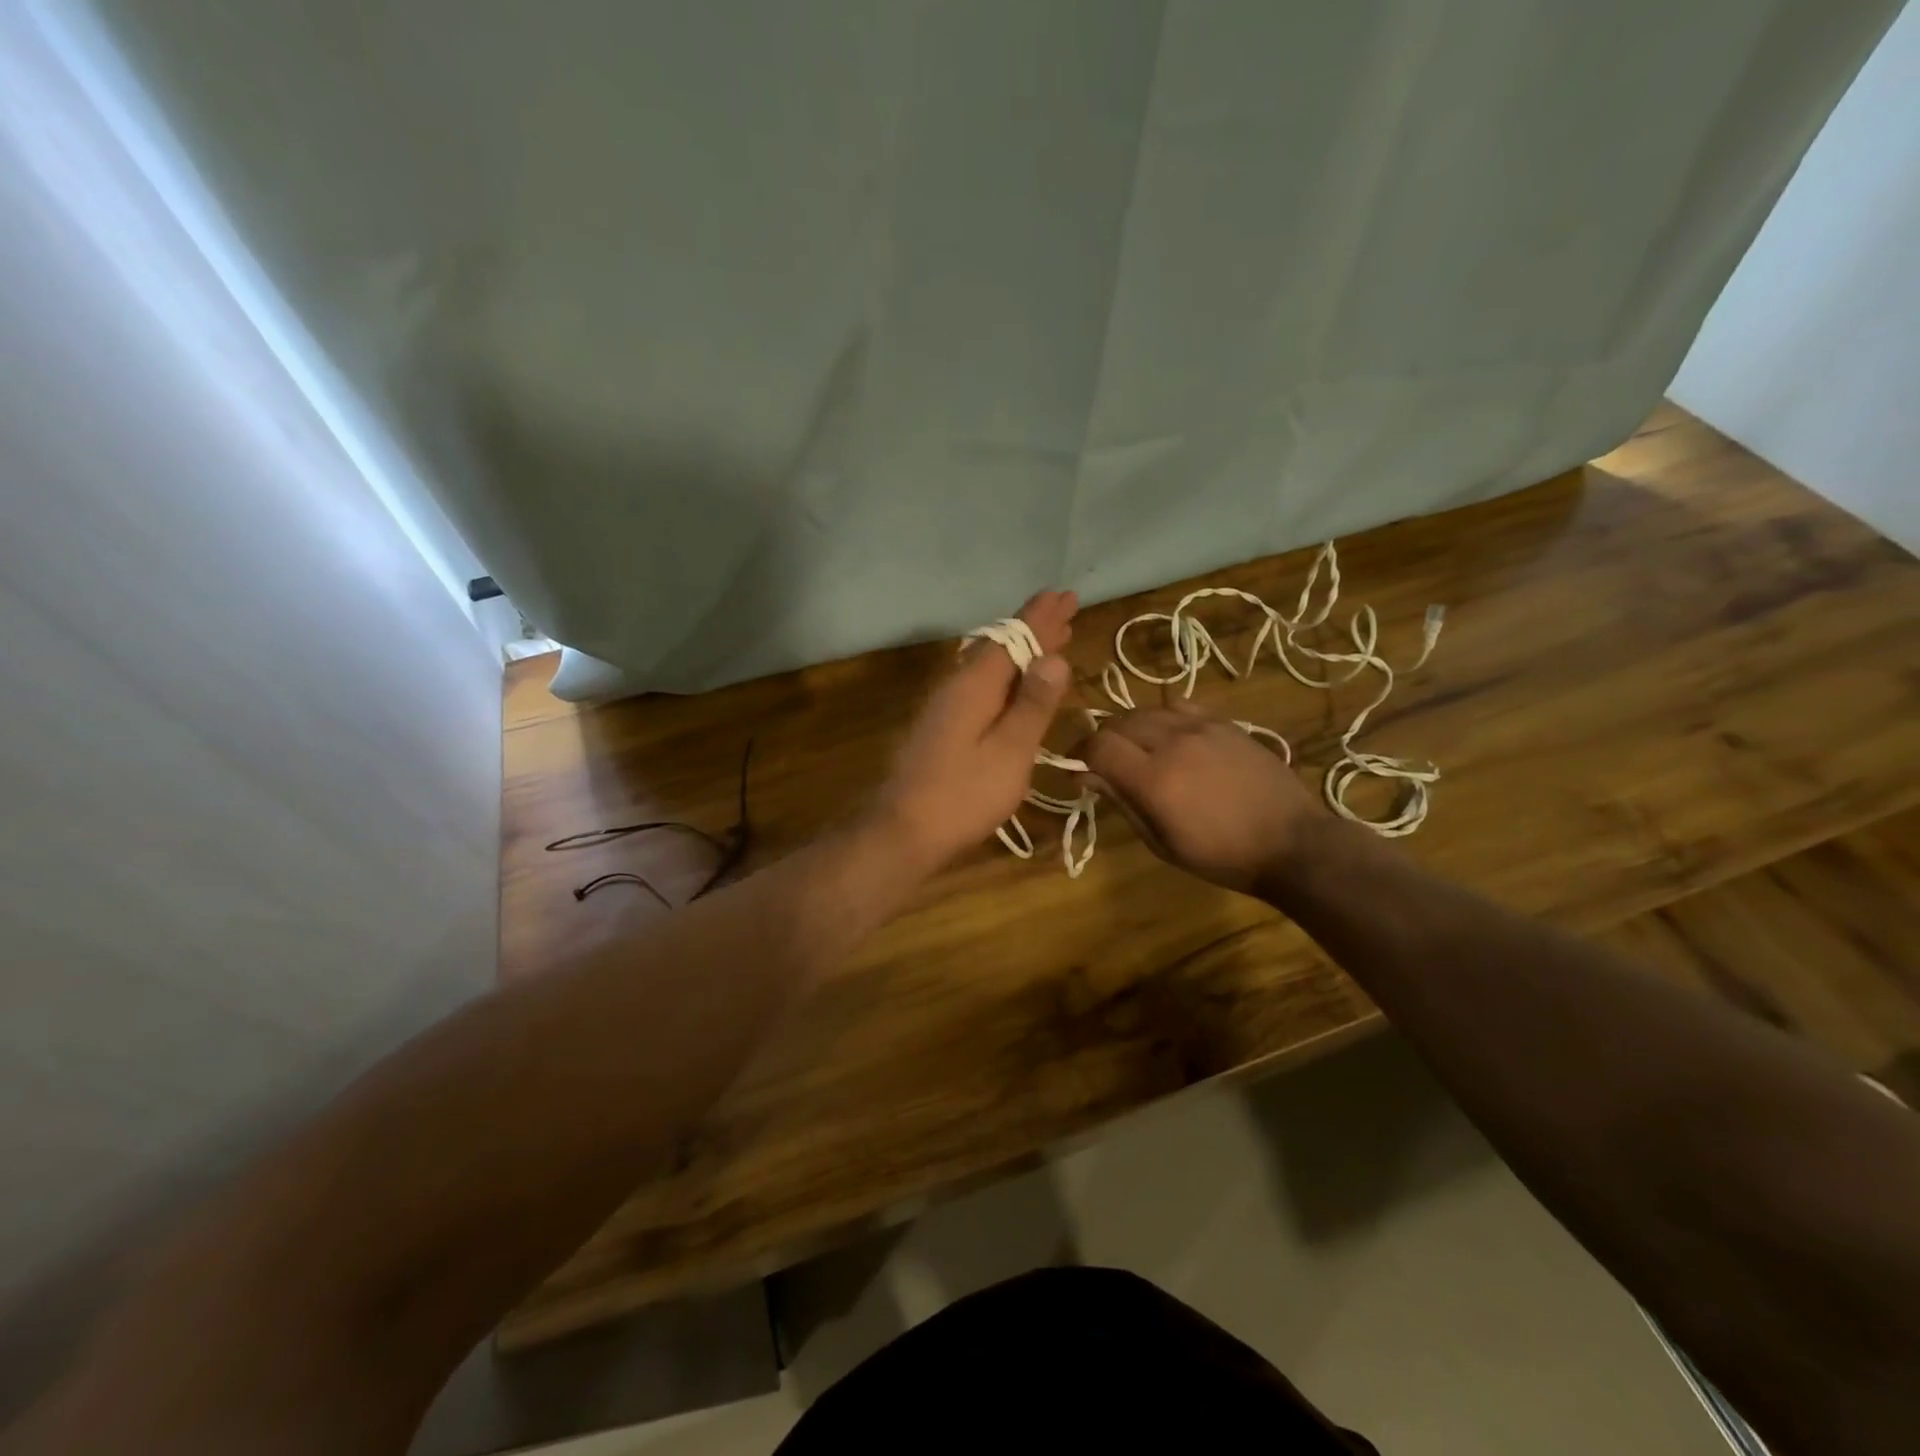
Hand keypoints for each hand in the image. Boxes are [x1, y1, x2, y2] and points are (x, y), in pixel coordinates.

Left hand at [871, 590, 1078, 870]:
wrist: (903, 829)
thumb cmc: (963, 794)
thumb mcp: (1009, 751)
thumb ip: (1032, 704)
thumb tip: (1054, 656)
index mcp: (975, 685)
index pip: (1014, 637)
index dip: (1042, 617)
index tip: (1066, 595)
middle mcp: (958, 685)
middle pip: (1001, 645)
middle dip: (1034, 627)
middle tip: (1064, 608)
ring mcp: (946, 705)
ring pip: (990, 664)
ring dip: (1021, 649)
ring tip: (1050, 639)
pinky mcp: (943, 725)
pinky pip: (982, 683)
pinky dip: (1007, 674)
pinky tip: (1013, 682)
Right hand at [1078, 705, 1322, 896]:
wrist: (1292, 843)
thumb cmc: (1221, 856)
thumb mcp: (1162, 842)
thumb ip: (1122, 802)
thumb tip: (1085, 776)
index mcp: (1154, 779)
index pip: (1098, 745)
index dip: (1081, 754)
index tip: (1080, 770)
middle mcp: (1173, 742)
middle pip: (1118, 722)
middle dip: (1103, 740)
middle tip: (1106, 763)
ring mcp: (1201, 727)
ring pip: (1147, 710)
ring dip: (1131, 727)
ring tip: (1138, 749)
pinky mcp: (1225, 722)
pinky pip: (1180, 705)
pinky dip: (1163, 716)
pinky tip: (1172, 737)